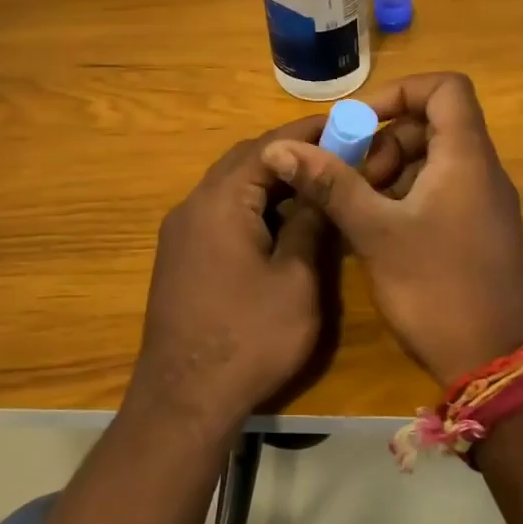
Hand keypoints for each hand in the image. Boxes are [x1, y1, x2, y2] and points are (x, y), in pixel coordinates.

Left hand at [127, 117, 335, 439]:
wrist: (184, 399)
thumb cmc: (249, 337)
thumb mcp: (295, 279)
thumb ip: (309, 223)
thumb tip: (321, 185)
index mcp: (221, 201)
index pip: (267, 147)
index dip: (307, 133)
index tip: (344, 125)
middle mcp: (193, 206)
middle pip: (243, 161)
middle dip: (287, 152)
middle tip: (333, 154)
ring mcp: (180, 232)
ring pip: (229, 187)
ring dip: (268, 180)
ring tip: (313, 185)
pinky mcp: (178, 256)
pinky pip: (218, 212)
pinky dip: (250, 206)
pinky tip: (279, 223)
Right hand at [261, 73, 522, 386]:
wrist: (496, 363)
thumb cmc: (437, 289)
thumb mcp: (376, 233)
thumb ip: (331, 184)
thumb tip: (281, 148)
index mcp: (466, 157)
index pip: (446, 88)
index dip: (401, 91)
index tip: (360, 121)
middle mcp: (481, 170)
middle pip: (434, 125)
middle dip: (386, 140)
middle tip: (352, 175)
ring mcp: (483, 203)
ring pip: (434, 161)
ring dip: (392, 171)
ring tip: (358, 206)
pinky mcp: (478, 231)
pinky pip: (441, 191)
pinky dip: (407, 196)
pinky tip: (378, 229)